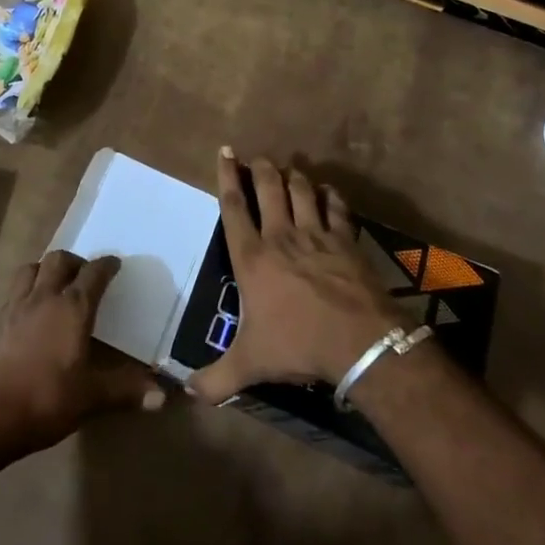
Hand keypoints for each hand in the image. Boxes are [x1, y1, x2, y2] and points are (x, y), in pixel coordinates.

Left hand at [0, 250, 163, 454]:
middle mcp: (44, 297)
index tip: (115, 265)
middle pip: (59, 260)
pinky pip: (13, 291)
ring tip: (55, 287)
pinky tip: (29, 311)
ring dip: (45, 270)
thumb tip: (162, 397)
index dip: (106, 266)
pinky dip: (26, 290)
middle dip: (75, 262)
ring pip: (31, 268)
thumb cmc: (47, 399)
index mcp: (73, 308)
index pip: (94, 273)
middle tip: (84, 277)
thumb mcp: (91, 397)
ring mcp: (16, 306)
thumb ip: (126, 391)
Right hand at [187, 149, 403, 403]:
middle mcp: (281, 236)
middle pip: (268, 188)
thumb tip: (186, 392)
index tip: (226, 152)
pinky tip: (327, 191)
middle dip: (261, 168)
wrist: (358, 341)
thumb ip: (215, 378)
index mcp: (252, 257)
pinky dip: (330, 195)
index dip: (227, 177)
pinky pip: (336, 207)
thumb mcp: (250, 364)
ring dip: (293, 176)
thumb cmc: (297, 345)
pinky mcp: (345, 240)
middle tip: (258, 158)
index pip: (233, 207)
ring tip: (288, 169)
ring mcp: (316, 235)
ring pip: (301, 190)